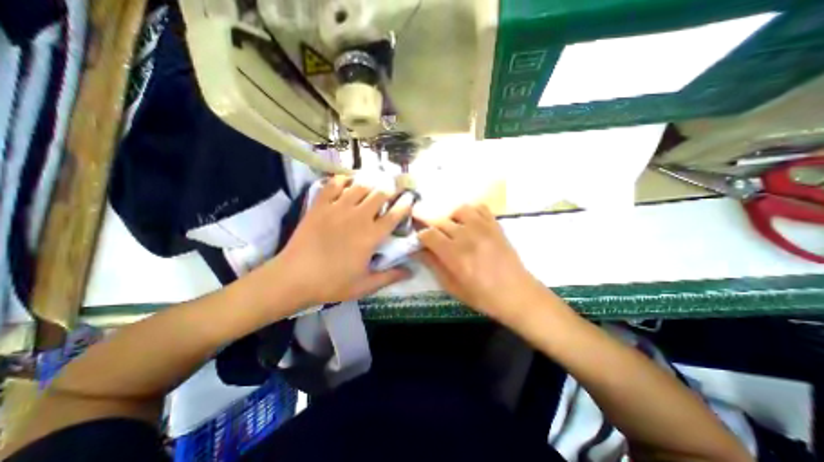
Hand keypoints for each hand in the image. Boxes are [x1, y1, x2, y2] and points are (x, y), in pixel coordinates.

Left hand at [275, 174, 412, 308]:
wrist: (293, 278)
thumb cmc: (332, 283)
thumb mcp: (365, 286)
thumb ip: (389, 277)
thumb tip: (410, 272)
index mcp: (371, 236)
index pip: (395, 215)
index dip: (405, 204)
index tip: (411, 198)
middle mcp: (358, 217)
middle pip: (380, 194)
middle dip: (391, 189)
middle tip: (394, 188)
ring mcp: (338, 208)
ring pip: (360, 186)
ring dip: (371, 182)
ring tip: (375, 182)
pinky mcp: (320, 205)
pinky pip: (333, 184)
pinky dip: (343, 179)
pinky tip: (347, 181)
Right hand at [420, 205, 546, 321]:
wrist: (517, 294)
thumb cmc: (482, 295)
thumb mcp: (452, 286)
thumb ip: (433, 265)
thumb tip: (418, 251)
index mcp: (454, 254)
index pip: (429, 234)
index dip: (421, 236)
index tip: (421, 242)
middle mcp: (467, 236)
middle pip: (441, 220)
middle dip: (432, 226)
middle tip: (434, 235)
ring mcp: (483, 228)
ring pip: (459, 209)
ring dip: (451, 217)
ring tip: (453, 227)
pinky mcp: (495, 225)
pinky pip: (480, 208)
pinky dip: (471, 211)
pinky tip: (470, 222)